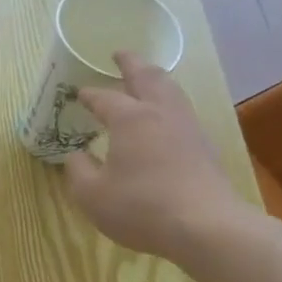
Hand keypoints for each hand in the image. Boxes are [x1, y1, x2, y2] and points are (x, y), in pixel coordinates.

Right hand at [63, 51, 253, 265]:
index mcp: (130, 119)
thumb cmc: (140, 207)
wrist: (205, 226)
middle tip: (120, 54)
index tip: (78, 93)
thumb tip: (76, 156)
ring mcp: (187, 128)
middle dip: (132, 64)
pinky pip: (182, 112)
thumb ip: (78, 171)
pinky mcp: (204, 147)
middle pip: (148, 78)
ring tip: (146, 78)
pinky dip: (168, 103)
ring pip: (171, 91)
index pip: (105, 98)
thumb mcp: (91, 195)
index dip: (89, 95)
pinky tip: (164, 117)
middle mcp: (160, 114)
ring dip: (155, 79)